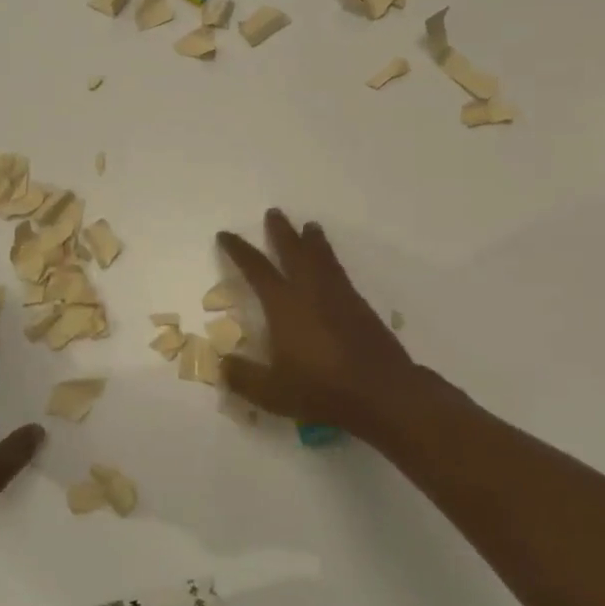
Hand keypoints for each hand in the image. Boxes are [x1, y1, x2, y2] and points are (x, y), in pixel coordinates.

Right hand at [216, 210, 446, 446]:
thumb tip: (222, 366)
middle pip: (293, 251)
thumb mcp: (273, 392)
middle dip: (281, 232)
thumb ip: (243, 377)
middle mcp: (310, 291)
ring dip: (313, 240)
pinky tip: (332, 266)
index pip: (256, 269)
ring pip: (322, 257)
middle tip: (274, 213)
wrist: (383, 392)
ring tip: (310, 226)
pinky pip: (340, 272)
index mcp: (284, 305)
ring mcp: (338, 296)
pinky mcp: (360, 306)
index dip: (239, 250)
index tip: (226, 235)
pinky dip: (331, 260)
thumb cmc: (322, 390)